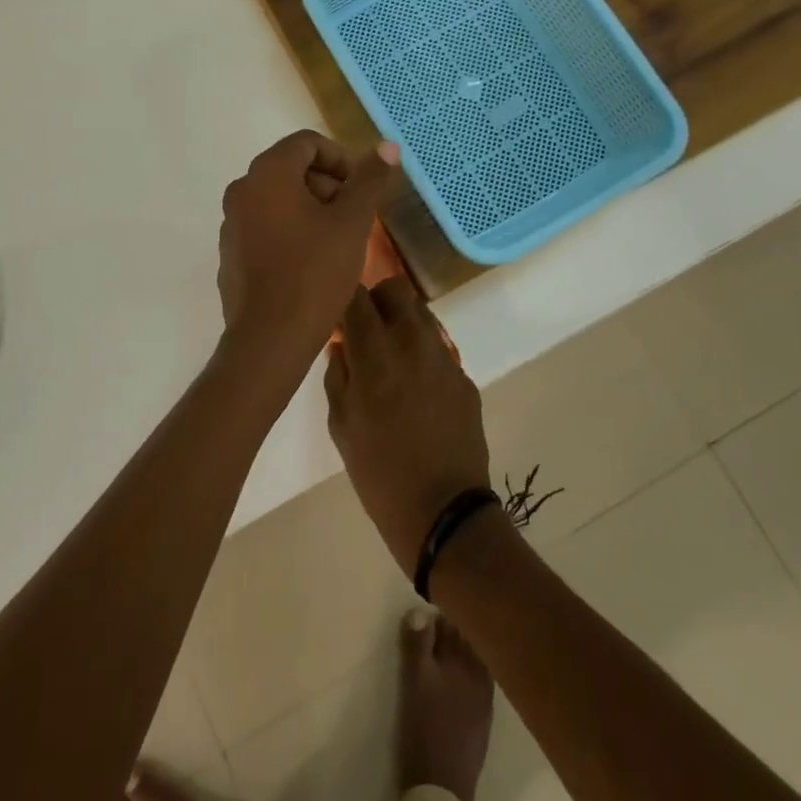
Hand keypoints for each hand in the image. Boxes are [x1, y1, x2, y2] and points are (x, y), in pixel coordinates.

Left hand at [216, 130, 398, 372]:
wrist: (269, 340)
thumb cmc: (314, 273)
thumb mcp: (352, 222)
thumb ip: (369, 180)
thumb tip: (388, 146)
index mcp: (268, 173)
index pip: (307, 143)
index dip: (341, 159)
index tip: (361, 190)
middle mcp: (242, 190)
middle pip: (291, 169)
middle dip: (328, 186)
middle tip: (354, 219)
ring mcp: (231, 223)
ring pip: (278, 200)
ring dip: (311, 210)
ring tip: (337, 244)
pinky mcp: (230, 253)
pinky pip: (265, 227)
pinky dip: (290, 232)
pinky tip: (311, 265)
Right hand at [326, 279, 490, 571]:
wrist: (445, 511)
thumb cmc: (379, 473)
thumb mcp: (341, 425)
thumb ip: (338, 374)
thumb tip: (342, 344)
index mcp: (375, 352)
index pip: (355, 295)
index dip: (343, 298)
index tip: (336, 314)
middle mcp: (412, 341)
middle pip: (395, 288)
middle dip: (376, 300)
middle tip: (365, 330)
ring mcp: (444, 356)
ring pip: (420, 312)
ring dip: (401, 322)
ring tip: (391, 357)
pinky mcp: (464, 375)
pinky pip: (437, 347)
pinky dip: (421, 353)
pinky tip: (416, 389)